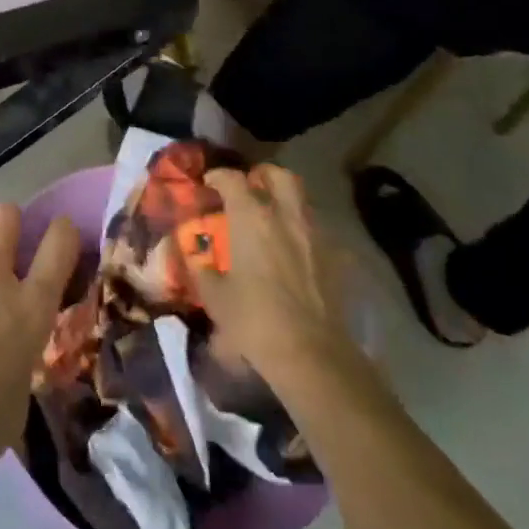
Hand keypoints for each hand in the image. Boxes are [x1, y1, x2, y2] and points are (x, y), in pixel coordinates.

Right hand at [183, 165, 363, 386]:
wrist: (310, 353)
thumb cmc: (253, 319)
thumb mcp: (214, 296)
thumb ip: (201, 268)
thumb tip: (194, 255)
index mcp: (251, 216)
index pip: (232, 178)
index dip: (217, 177)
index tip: (208, 184)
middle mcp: (285, 215)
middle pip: (278, 175)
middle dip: (261, 176)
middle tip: (247, 189)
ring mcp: (314, 234)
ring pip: (300, 199)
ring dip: (283, 200)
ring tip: (269, 219)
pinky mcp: (335, 257)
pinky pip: (315, 228)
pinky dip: (300, 228)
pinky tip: (290, 249)